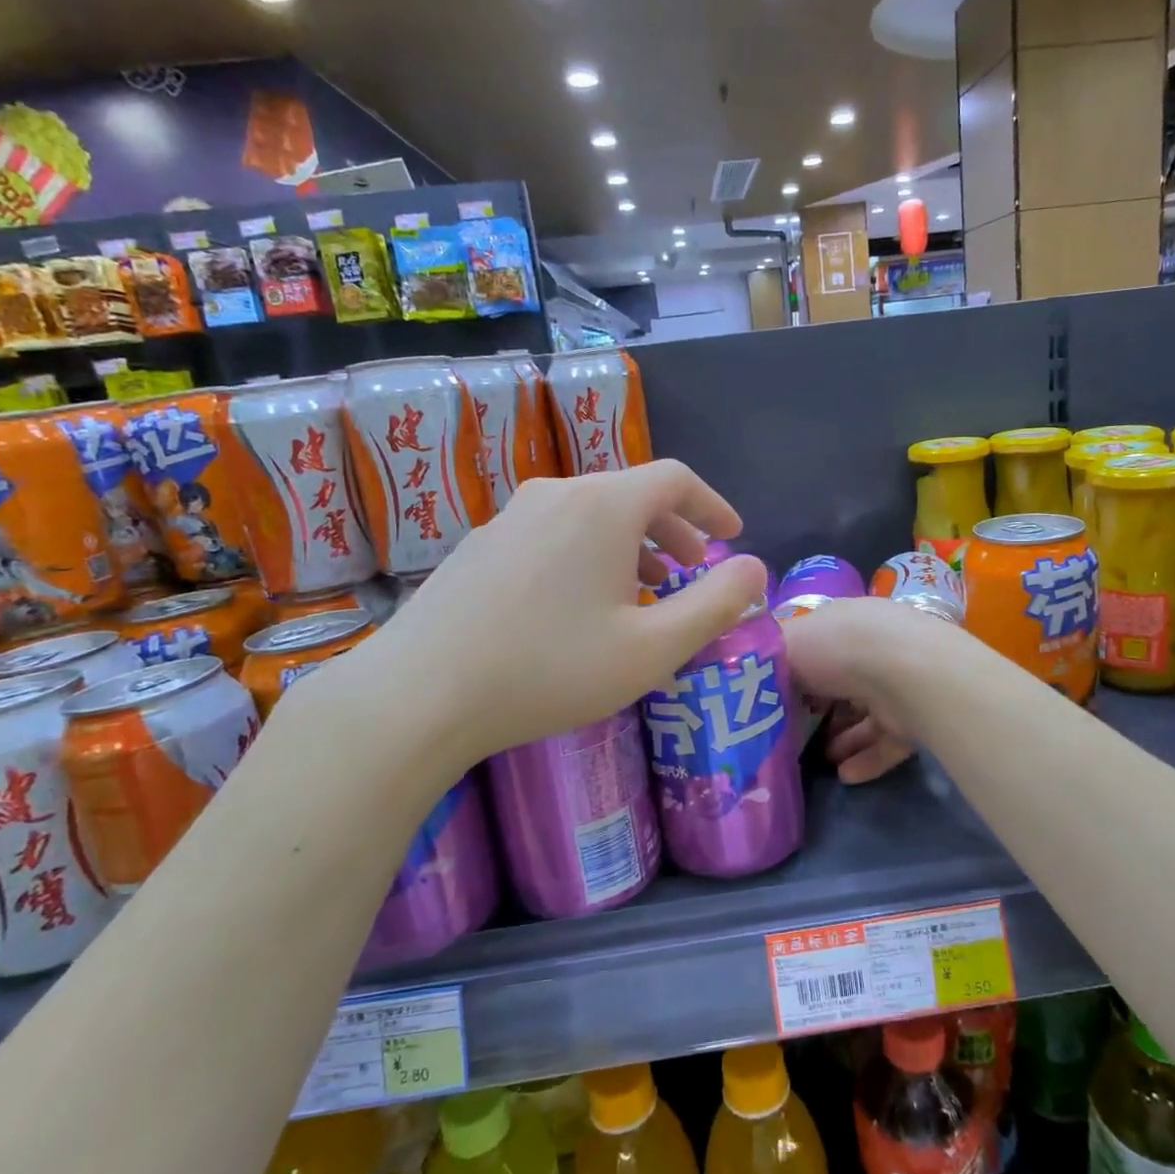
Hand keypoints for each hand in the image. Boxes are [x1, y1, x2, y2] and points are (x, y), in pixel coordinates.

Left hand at [338, 461, 768, 762]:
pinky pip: (553, 535)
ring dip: (630, 545)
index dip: (713, 505)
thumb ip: (715, 604)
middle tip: (693, 569)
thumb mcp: (652, 648)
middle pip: (631, 494)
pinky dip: (587, 555)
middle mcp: (556, 494)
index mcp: (603, 506)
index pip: (675, 479)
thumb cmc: (550, 669)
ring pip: (589, 515)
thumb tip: (755, 569)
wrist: (419, 694)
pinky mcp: (479, 546)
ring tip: (644, 592)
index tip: (732, 536)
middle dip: (673, 529)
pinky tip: (580, 606)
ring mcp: (510, 517)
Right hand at [783, 598, 941, 783]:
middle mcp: (873, 648)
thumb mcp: (785, 645)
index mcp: (844, 623)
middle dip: (819, 710)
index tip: (773, 700)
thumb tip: (757, 677)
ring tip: (821, 761)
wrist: (906, 672)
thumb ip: (768, 662)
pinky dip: (868, 759)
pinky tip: (846, 776)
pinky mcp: (917, 716)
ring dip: (843, 739)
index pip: (817, 647)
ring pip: (866, 714)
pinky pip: (888, 741)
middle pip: (842, 682)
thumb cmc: (838, 649)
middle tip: (793, 735)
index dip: (795, 672)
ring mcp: (899, 682)